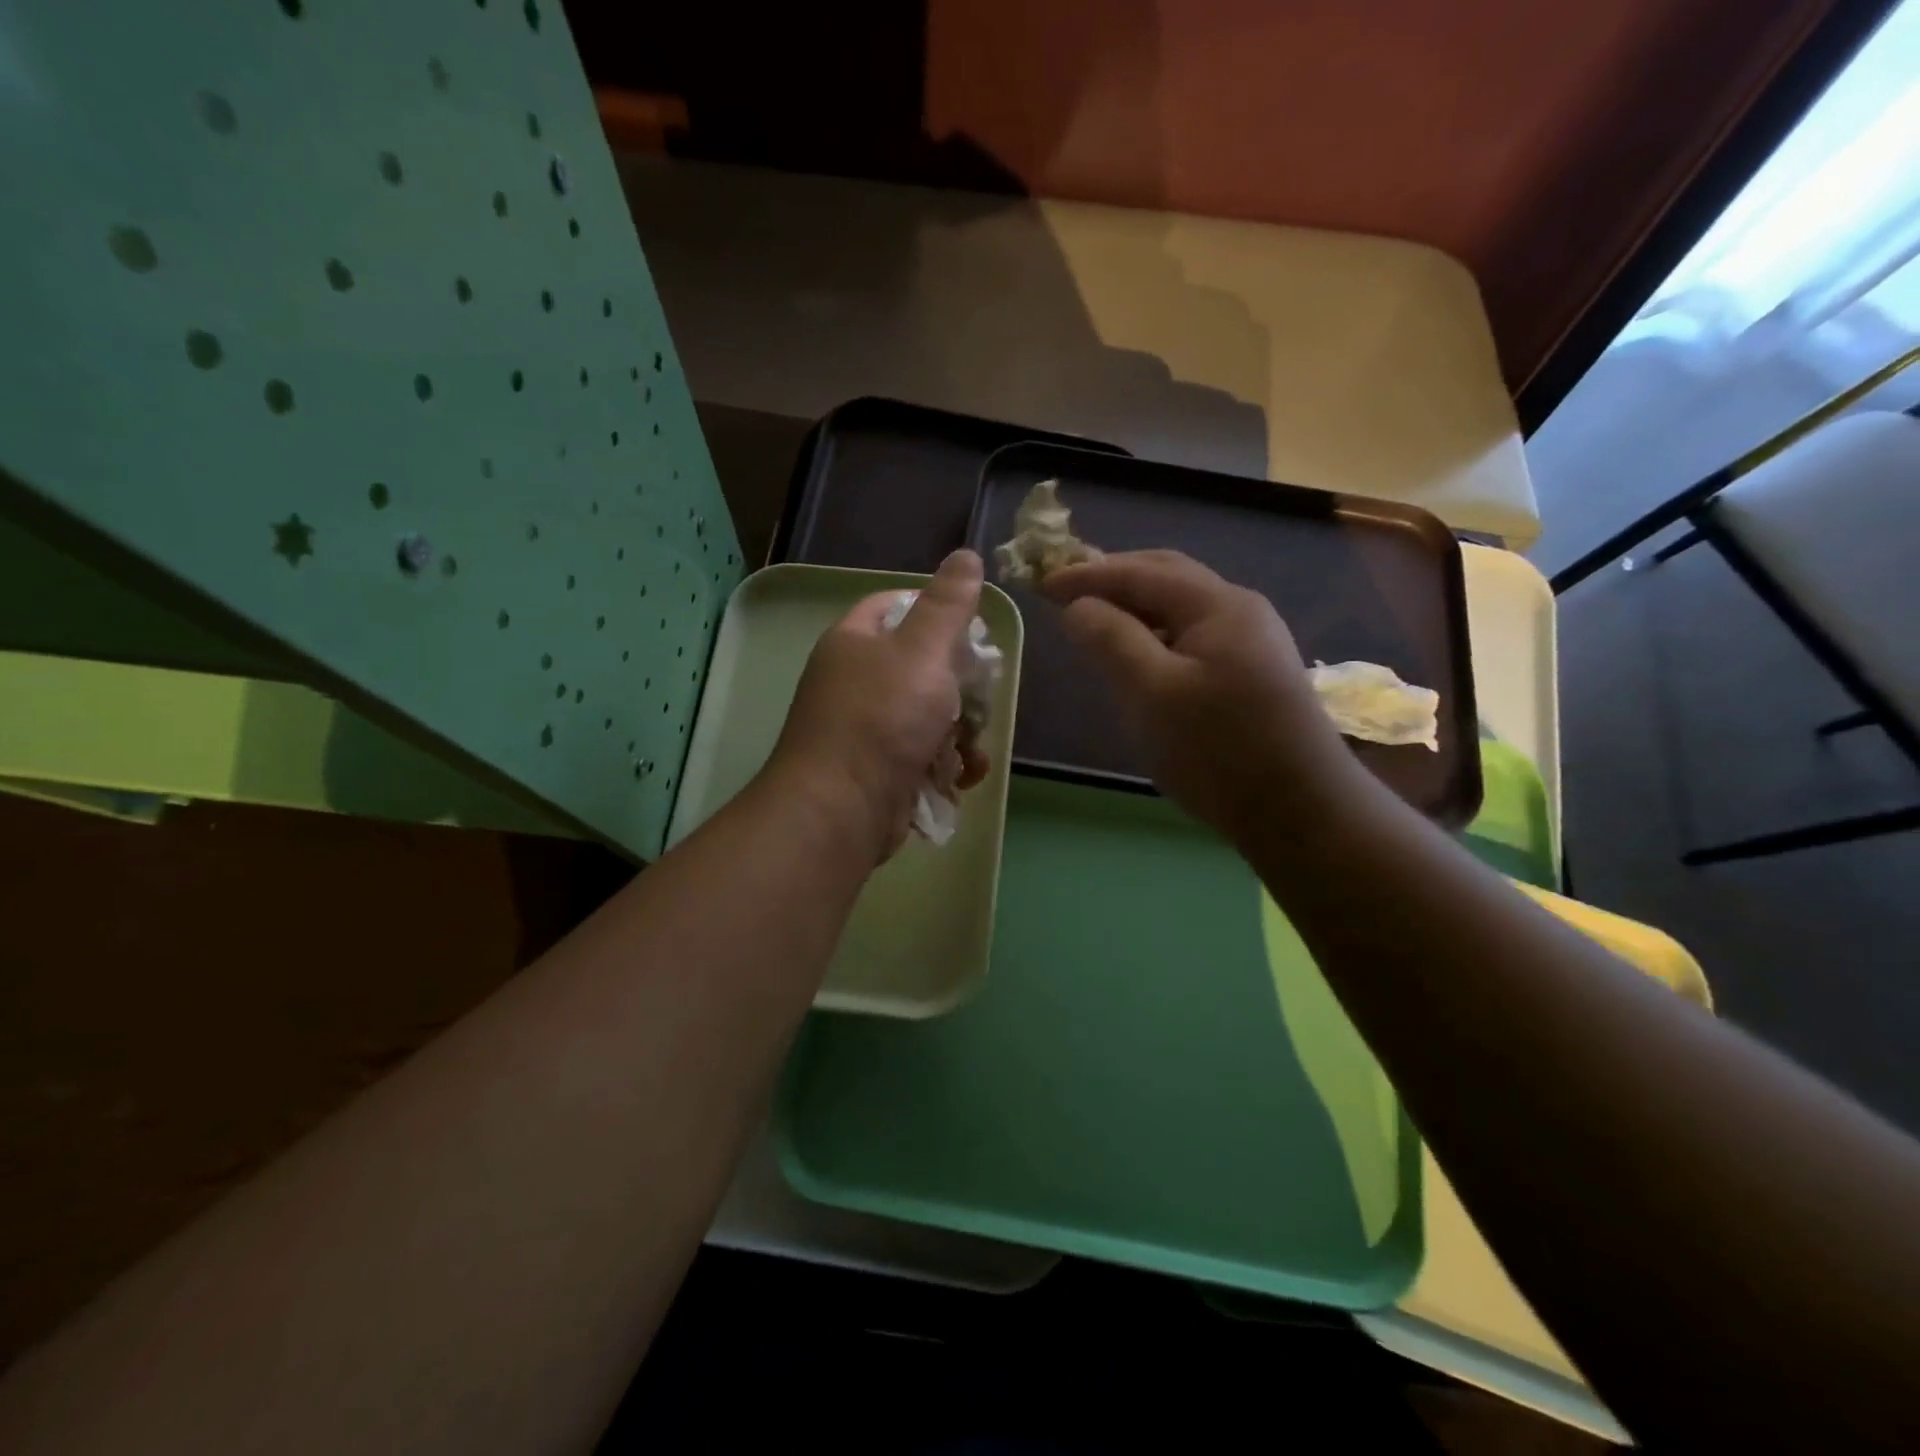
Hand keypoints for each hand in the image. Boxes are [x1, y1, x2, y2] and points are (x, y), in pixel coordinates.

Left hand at [766, 550, 990, 863]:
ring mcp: (866, 730)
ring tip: (970, 752)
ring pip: (928, 716)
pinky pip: (921, 755)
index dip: (936, 611)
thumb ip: (948, 605)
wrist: (842, 809)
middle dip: (959, 688)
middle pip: (921, 667)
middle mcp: (854, 682)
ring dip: (959, 734)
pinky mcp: (879, 770)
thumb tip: (966, 555)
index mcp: (854, 642)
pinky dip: (945, 766)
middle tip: (977, 701)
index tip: (972, 632)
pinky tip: (960, 779)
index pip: (895, 605)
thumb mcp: (922, 651)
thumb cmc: (882, 719)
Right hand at [1041, 550, 1359, 846]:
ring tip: (1095, 622)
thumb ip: (1111, 640)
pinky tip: (1138, 656)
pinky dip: (1155, 633)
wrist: (1301, 812)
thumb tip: (1077, 604)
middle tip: (1067, 592)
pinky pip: (1192, 635)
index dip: (1088, 574)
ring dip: (1135, 606)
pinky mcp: (1252, 672)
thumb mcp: (1153, 692)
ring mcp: (1252, 641)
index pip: (1141, 572)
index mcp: (1218, 605)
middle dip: (1114, 578)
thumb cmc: (1219, 750)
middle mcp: (1240, 610)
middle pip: (1167, 576)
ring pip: (1180, 607)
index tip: (1042, 583)